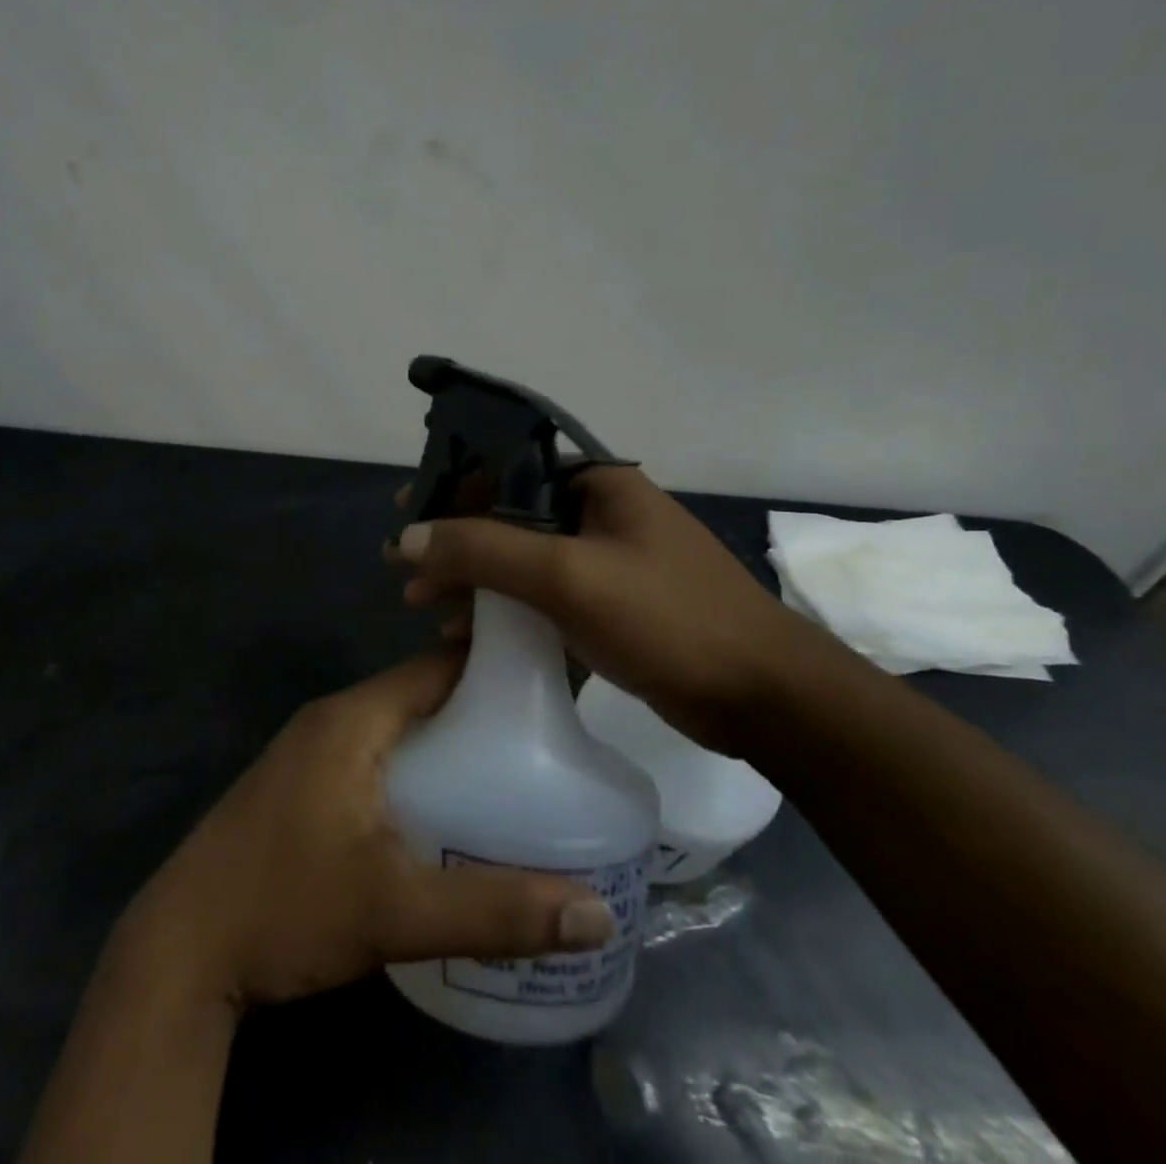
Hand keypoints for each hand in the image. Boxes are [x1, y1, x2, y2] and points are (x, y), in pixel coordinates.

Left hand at [114, 650, 613, 1010]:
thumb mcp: (396, 911)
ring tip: (511, 768)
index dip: (491, 665)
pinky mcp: (299, 784)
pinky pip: (373, 752)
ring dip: (445, 738)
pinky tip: (445, 805)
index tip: (549, 679)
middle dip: (477, 707)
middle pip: (418, 693)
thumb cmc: (286, 908)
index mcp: (352, 720)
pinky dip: (414, 763)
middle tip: (546, 735)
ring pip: (395, 726)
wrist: (181, 949)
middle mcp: (330, 720)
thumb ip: (496, 910)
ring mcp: (309, 752)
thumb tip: (597, 916)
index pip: (434, 666)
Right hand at [386, 467, 829, 752]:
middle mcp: (597, 512)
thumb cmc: (667, 617)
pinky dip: (501, 610)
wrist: (763, 697)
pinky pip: (539, 596)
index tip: (403, 512)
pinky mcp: (607, 605)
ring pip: (519, 560)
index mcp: (596, 483)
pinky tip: (465, 635)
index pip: (506, 469)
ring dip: (470, 580)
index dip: (449, 487)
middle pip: (506, 516)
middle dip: (452, 543)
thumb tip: (408, 534)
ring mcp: (603, 561)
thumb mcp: (568, 576)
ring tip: (421, 606)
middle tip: (402, 571)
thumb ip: (484, 549)